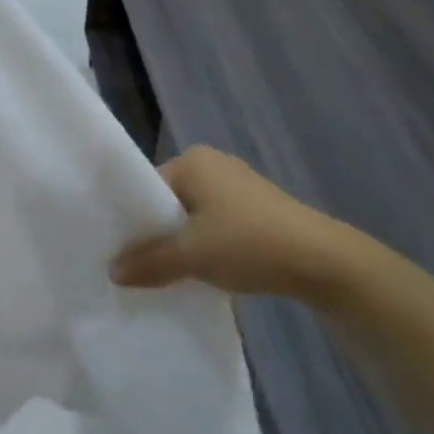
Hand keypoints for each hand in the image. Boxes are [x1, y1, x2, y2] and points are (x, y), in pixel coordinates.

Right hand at [109, 146, 364, 301]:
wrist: (321, 261)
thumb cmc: (247, 243)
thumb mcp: (191, 255)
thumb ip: (149, 262)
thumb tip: (112, 271)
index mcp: (192, 160)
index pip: (147, 187)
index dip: (133, 220)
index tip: (121, 251)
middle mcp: (212, 163)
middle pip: (169, 200)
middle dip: (157, 232)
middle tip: (140, 266)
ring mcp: (237, 183)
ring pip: (193, 214)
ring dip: (183, 241)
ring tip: (170, 272)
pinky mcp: (257, 206)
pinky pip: (216, 221)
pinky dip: (206, 243)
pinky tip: (205, 269)